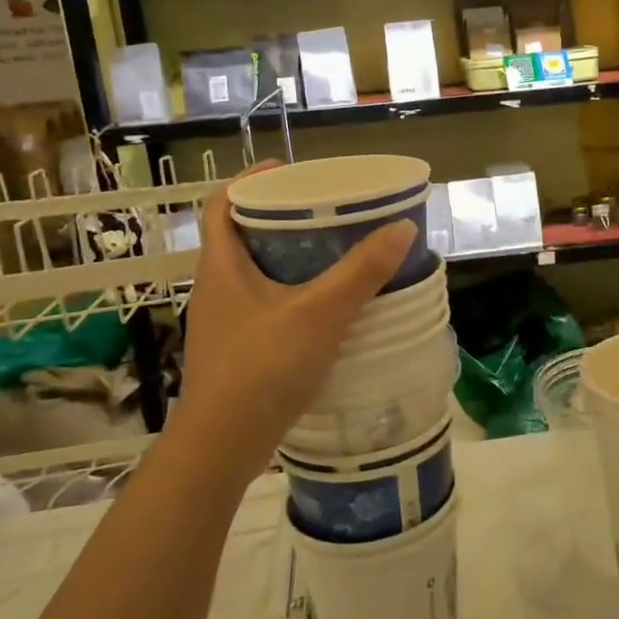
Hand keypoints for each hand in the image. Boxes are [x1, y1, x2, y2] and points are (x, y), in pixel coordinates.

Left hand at [167, 163, 416, 487]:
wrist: (221, 447)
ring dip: (289, 257)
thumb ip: (361, 272)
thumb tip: (402, 227)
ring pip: (255, 273)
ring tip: (334, 253)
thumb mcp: (319, 314)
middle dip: (283, 218)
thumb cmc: (262, 368)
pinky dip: (292, 293)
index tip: (293, 171)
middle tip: (327, 212)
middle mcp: (216, 287)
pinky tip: (325, 308)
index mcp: (221, 265)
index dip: (252, 180)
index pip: (223, 203)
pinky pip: (265, 304)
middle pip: (242, 235)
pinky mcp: (238, 350)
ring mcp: (224, 322)